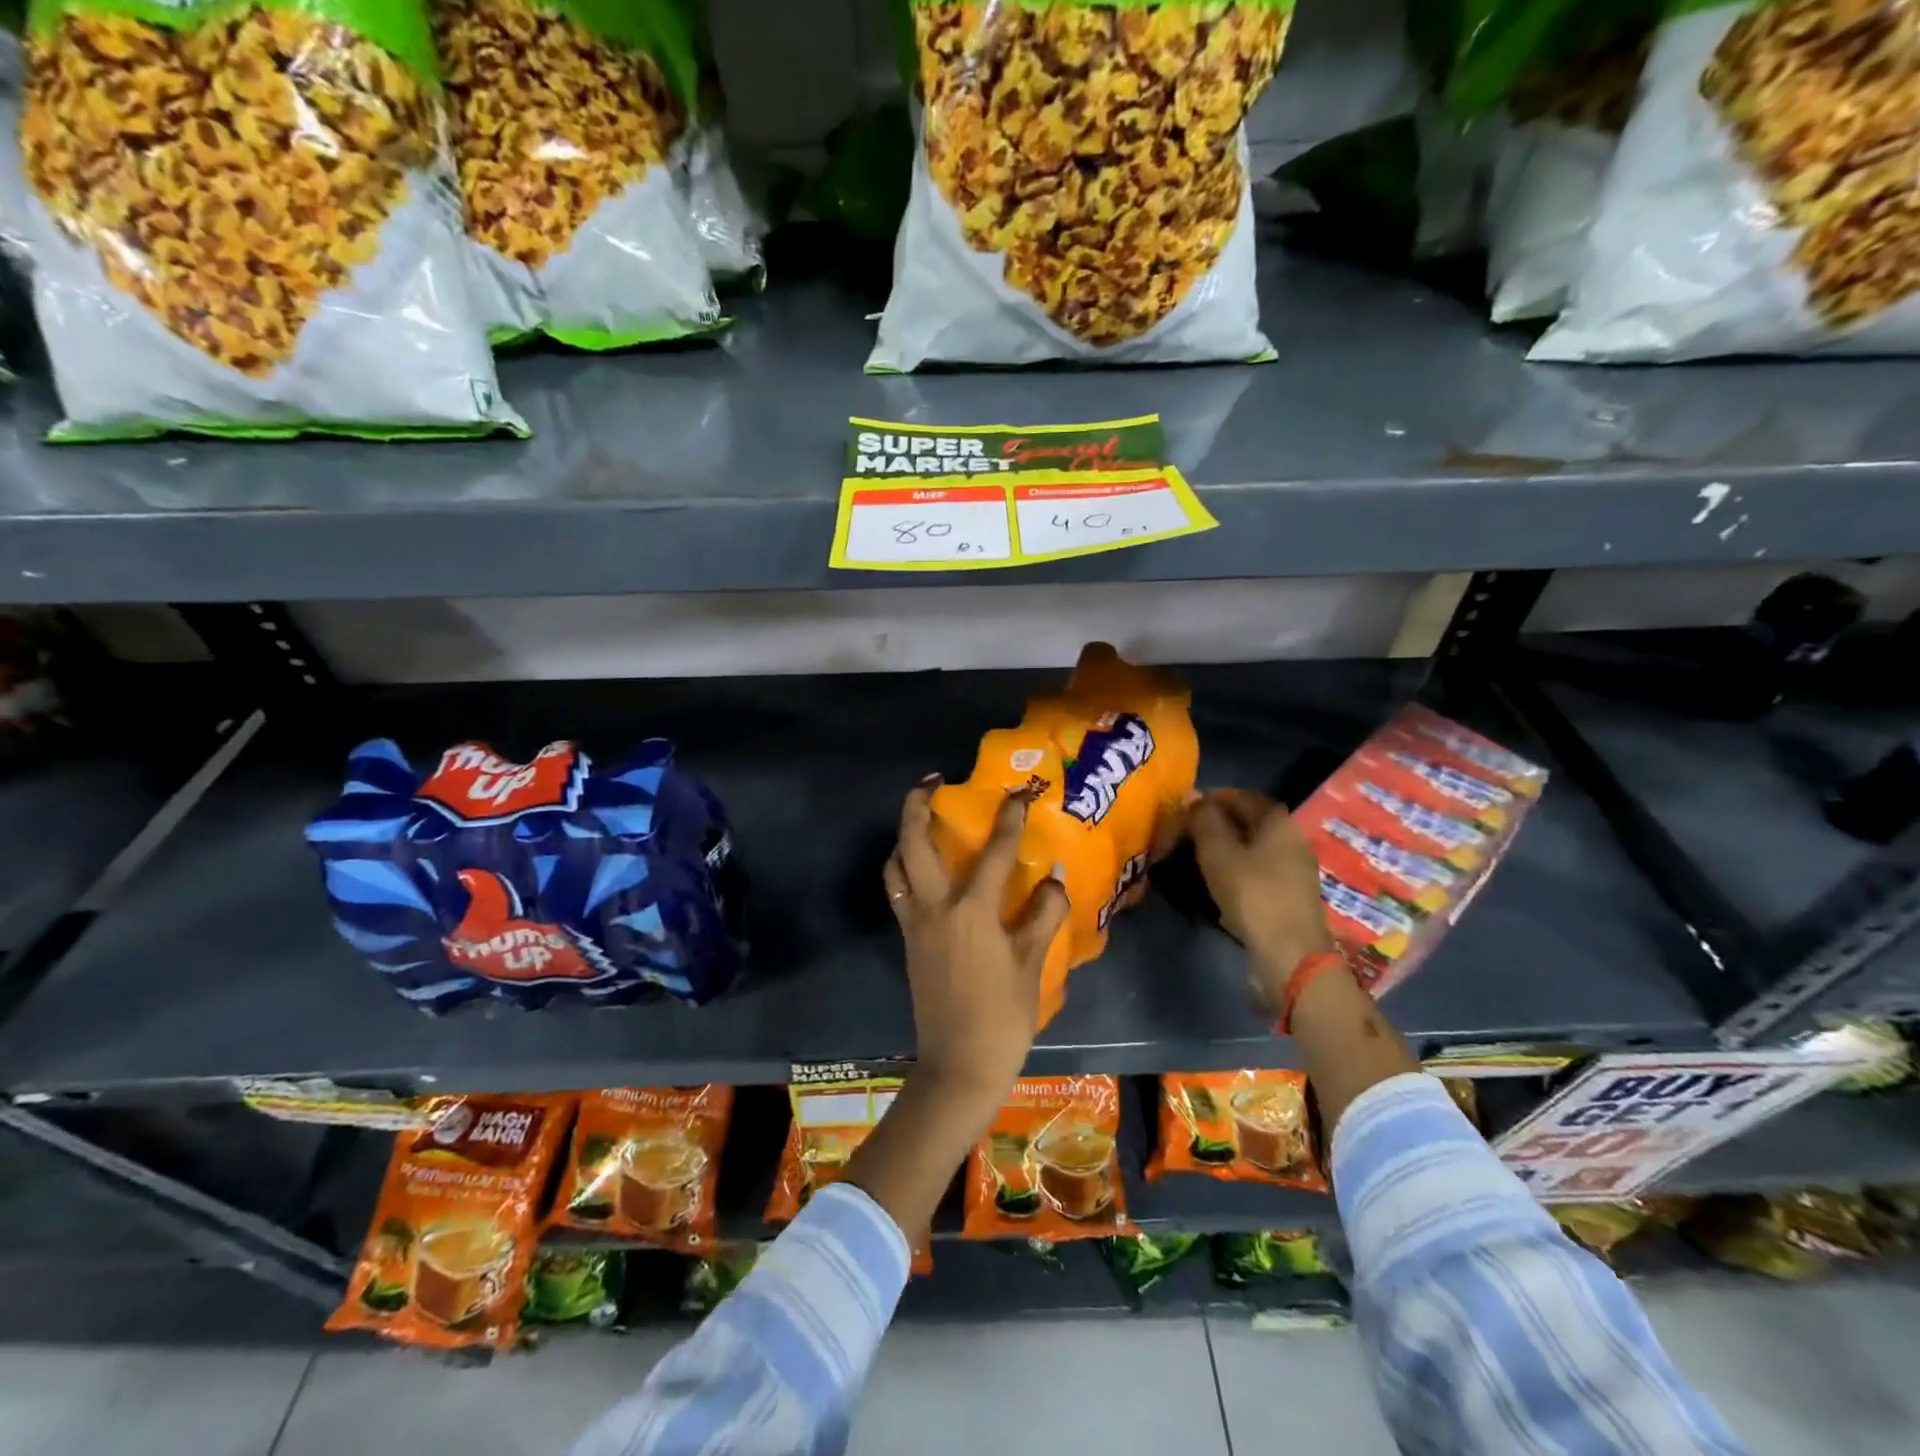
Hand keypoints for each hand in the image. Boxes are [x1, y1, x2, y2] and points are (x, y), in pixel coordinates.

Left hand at [884, 781, 1070, 1107]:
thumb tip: (1053, 879)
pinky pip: (898, 890)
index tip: (1019, 792)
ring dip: (904, 835)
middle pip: (916, 843)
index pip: (992, 851)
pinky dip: (903, 867)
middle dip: (918, 805)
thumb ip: (1043, 915)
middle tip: (931, 781)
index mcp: (972, 912)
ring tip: (920, 817)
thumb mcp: (1032, 965)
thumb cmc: (1002, 1017)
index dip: (1009, 818)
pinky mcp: (908, 939)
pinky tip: (921, 867)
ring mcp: (916, 923)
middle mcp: (935, 907)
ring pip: (897, 865)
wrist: (958, 1066)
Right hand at [1189, 789, 1333, 991]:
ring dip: (1223, 848)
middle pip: (1246, 820)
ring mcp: (1294, 866)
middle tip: (1183, 839)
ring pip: (1251, 845)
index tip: (1180, 816)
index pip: (1237, 796)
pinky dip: (1236, 868)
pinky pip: (1258, 868)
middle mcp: (1291, 836)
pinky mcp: (1291, 892)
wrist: (1291, 955)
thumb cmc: (1252, 894)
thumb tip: (1195, 800)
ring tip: (1194, 861)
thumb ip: (1204, 820)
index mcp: (1277, 819)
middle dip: (1213, 825)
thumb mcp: (1217, 852)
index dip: (1205, 801)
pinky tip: (1218, 882)